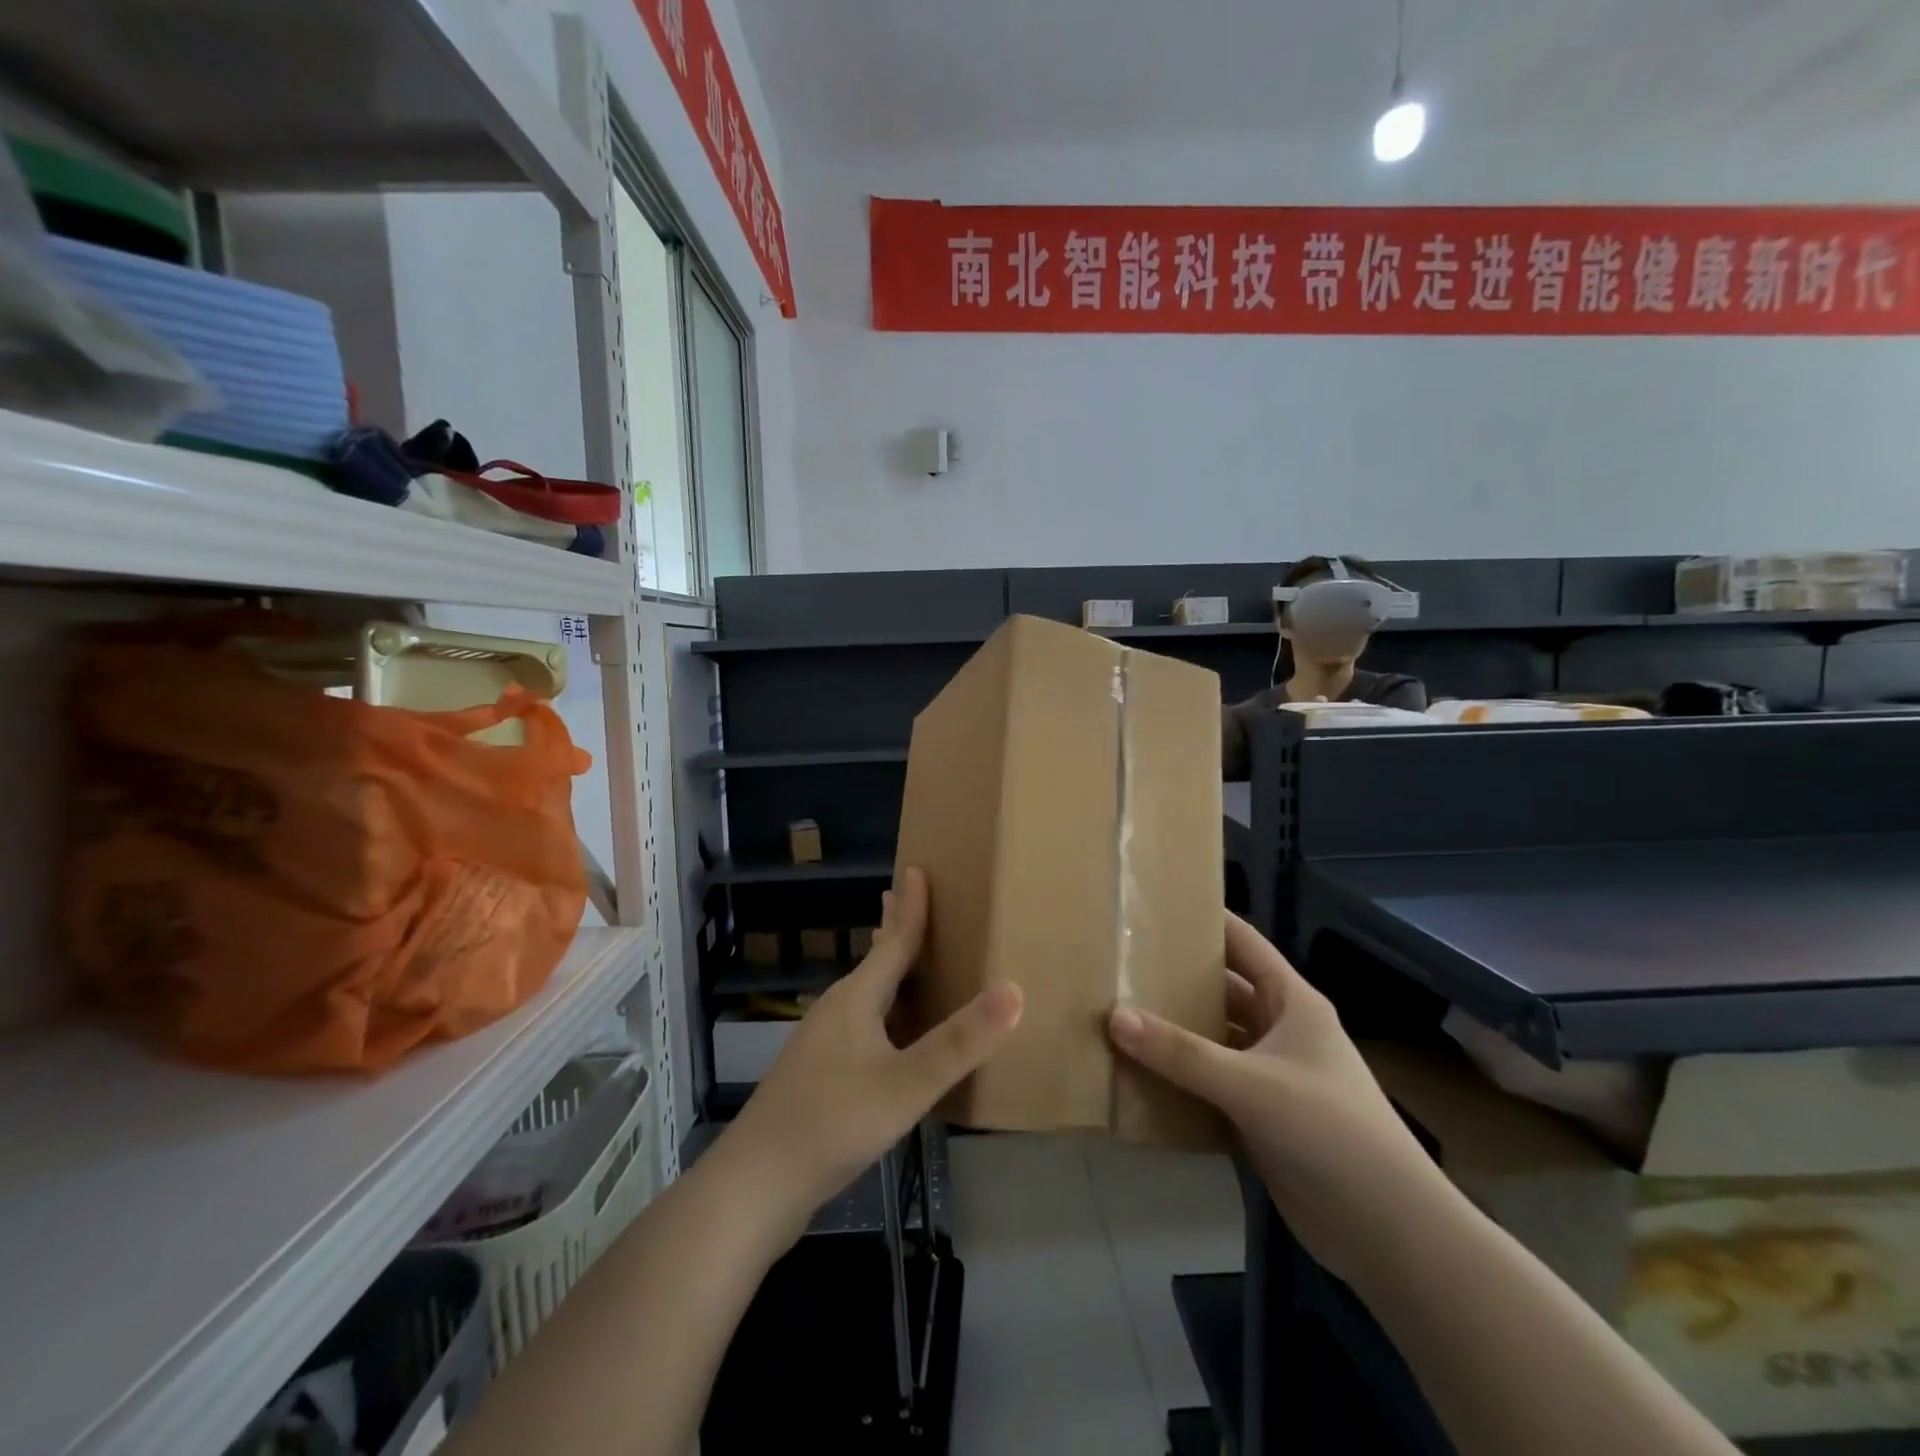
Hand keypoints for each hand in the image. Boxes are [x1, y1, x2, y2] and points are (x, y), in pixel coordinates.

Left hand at [725, 867, 1022, 1227]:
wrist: (756, 1186)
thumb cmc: (832, 1122)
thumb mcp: (905, 1084)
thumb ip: (960, 1042)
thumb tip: (1015, 989)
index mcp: (856, 1000)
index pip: (893, 940)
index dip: (911, 906)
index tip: (917, 868)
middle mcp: (836, 1011)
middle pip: (874, 961)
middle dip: (894, 929)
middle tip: (909, 897)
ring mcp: (822, 1045)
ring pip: (866, 995)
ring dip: (888, 971)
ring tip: (908, 958)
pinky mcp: (819, 1076)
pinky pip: (861, 1025)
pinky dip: (884, 1011)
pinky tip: (892, 1035)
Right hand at [1109, 914, 1443, 1281]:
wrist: (1386, 1231)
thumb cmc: (1329, 1131)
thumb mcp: (1251, 1084)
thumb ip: (1182, 1053)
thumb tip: (1114, 1016)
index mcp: (1291, 1002)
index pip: (1243, 943)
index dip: (1205, 919)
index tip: (1153, 905)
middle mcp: (1280, 1030)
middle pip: (1222, 991)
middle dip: (1176, 979)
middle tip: (1120, 963)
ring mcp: (1270, 1075)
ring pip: (1213, 1040)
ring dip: (1174, 1032)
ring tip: (1116, 1012)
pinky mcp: (1259, 1117)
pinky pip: (1210, 1085)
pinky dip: (1179, 1079)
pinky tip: (1137, 1073)